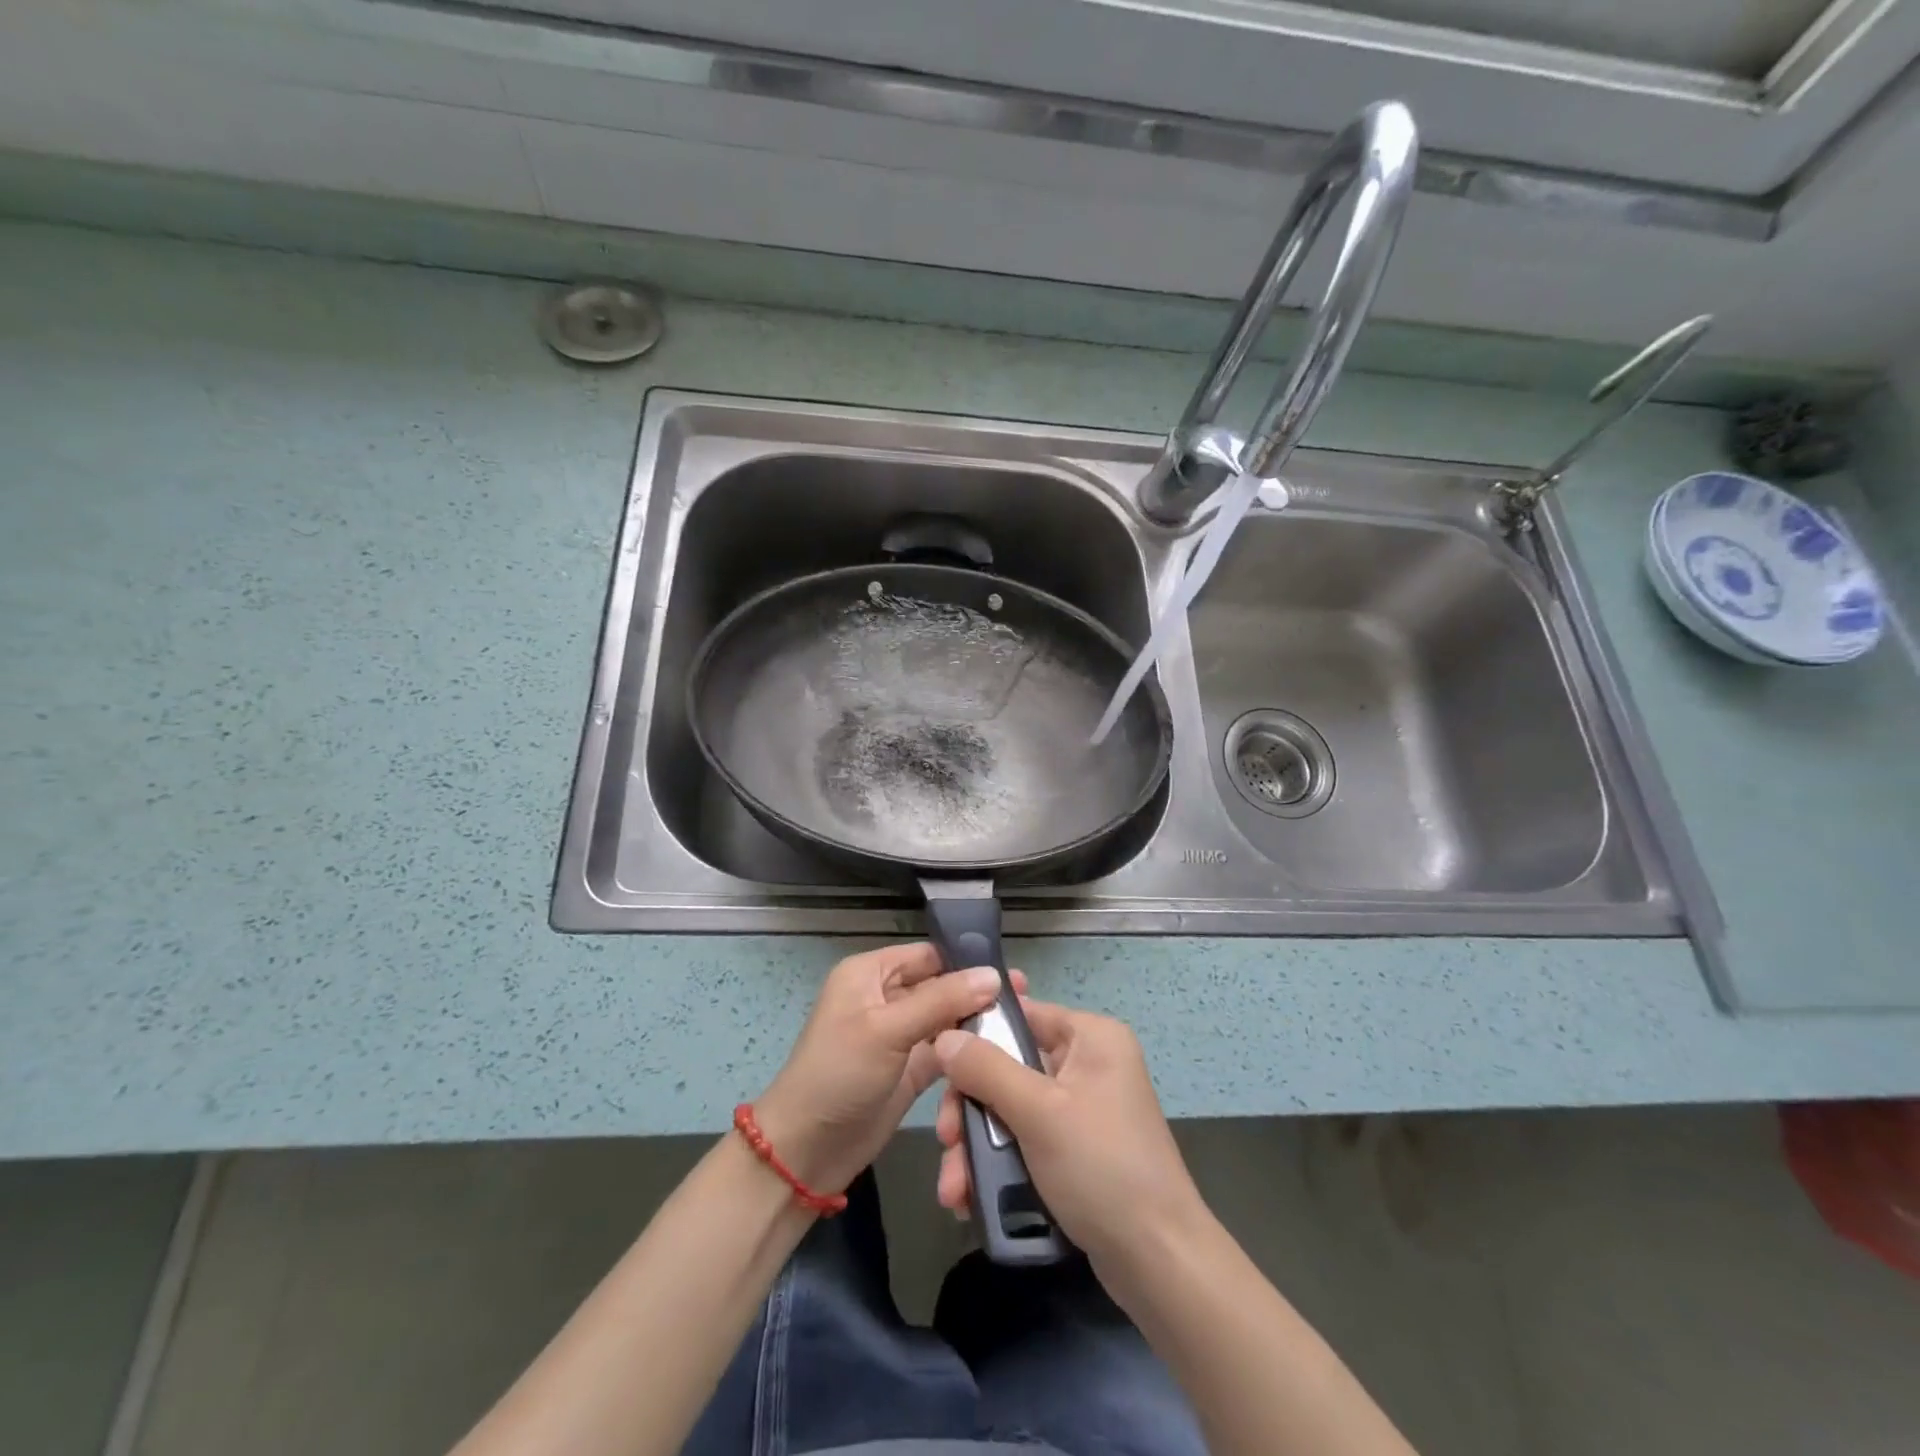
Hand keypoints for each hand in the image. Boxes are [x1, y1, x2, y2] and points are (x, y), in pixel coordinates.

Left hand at [755, 943, 1022, 1198]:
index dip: (965, 960)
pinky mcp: (909, 1070)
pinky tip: (1002, 1052)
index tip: (1010, 971)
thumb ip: (941, 1000)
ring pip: (945, 1019)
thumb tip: (993, 975)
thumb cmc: (839, 1074)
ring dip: (976, 1022)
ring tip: (1023, 1023)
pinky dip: (967, 1052)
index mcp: (870, 974)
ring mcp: (898, 1036)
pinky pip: (945, 1051)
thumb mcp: (888, 1030)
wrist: (806, 1151)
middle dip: (977, 992)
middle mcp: (885, 998)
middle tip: (1026, 997)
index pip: (927, 955)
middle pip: (940, 986)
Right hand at [933, 999, 1208, 1277]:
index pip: (1023, 1015)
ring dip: (978, 1147)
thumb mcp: (1037, 1112)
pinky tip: (971, 1199)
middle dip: (971, 1111)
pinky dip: (999, 1166)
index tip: (939, 1064)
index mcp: (1091, 1038)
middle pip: (1009, 1068)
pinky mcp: (1077, 1152)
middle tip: (946, 1141)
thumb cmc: (1101, 1167)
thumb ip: (986, 1069)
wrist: (1159, 1262)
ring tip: (953, 1189)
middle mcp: (1089, 1065)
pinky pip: (1027, 1142)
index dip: (978, 1036)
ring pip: (1012, 1111)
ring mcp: (1083, 1110)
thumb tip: (944, 1036)